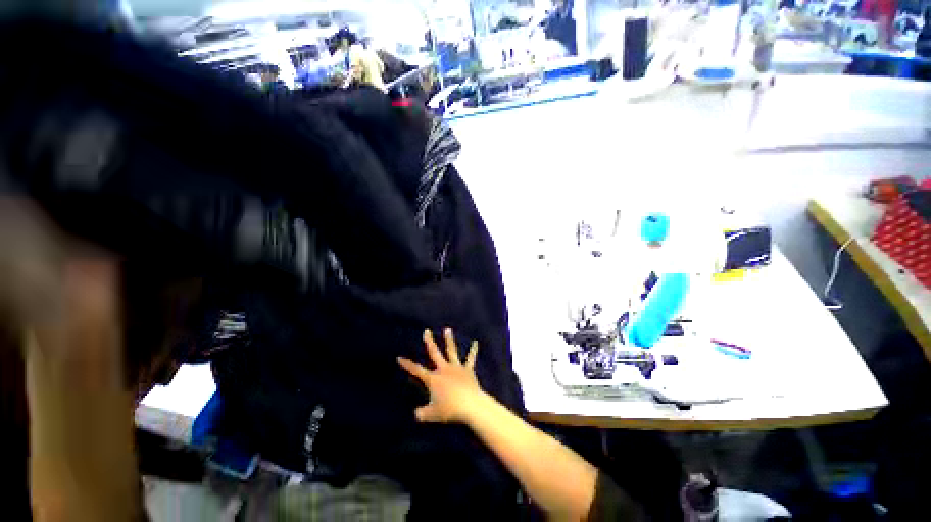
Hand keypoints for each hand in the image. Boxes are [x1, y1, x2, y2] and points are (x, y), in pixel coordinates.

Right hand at [397, 328, 483, 423]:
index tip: (399, 357)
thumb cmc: (450, 410)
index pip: (417, 370)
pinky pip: (470, 359)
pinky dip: (473, 351)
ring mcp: (456, 368)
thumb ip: (422, 413)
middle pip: (435, 353)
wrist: (470, 405)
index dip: (407, 364)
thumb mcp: (432, 414)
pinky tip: (475, 343)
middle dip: (429, 342)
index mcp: (433, 379)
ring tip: (448, 329)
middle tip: (426, 331)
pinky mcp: (468, 370)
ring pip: (451, 351)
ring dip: (449, 340)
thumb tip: (416, 413)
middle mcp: (444, 369)